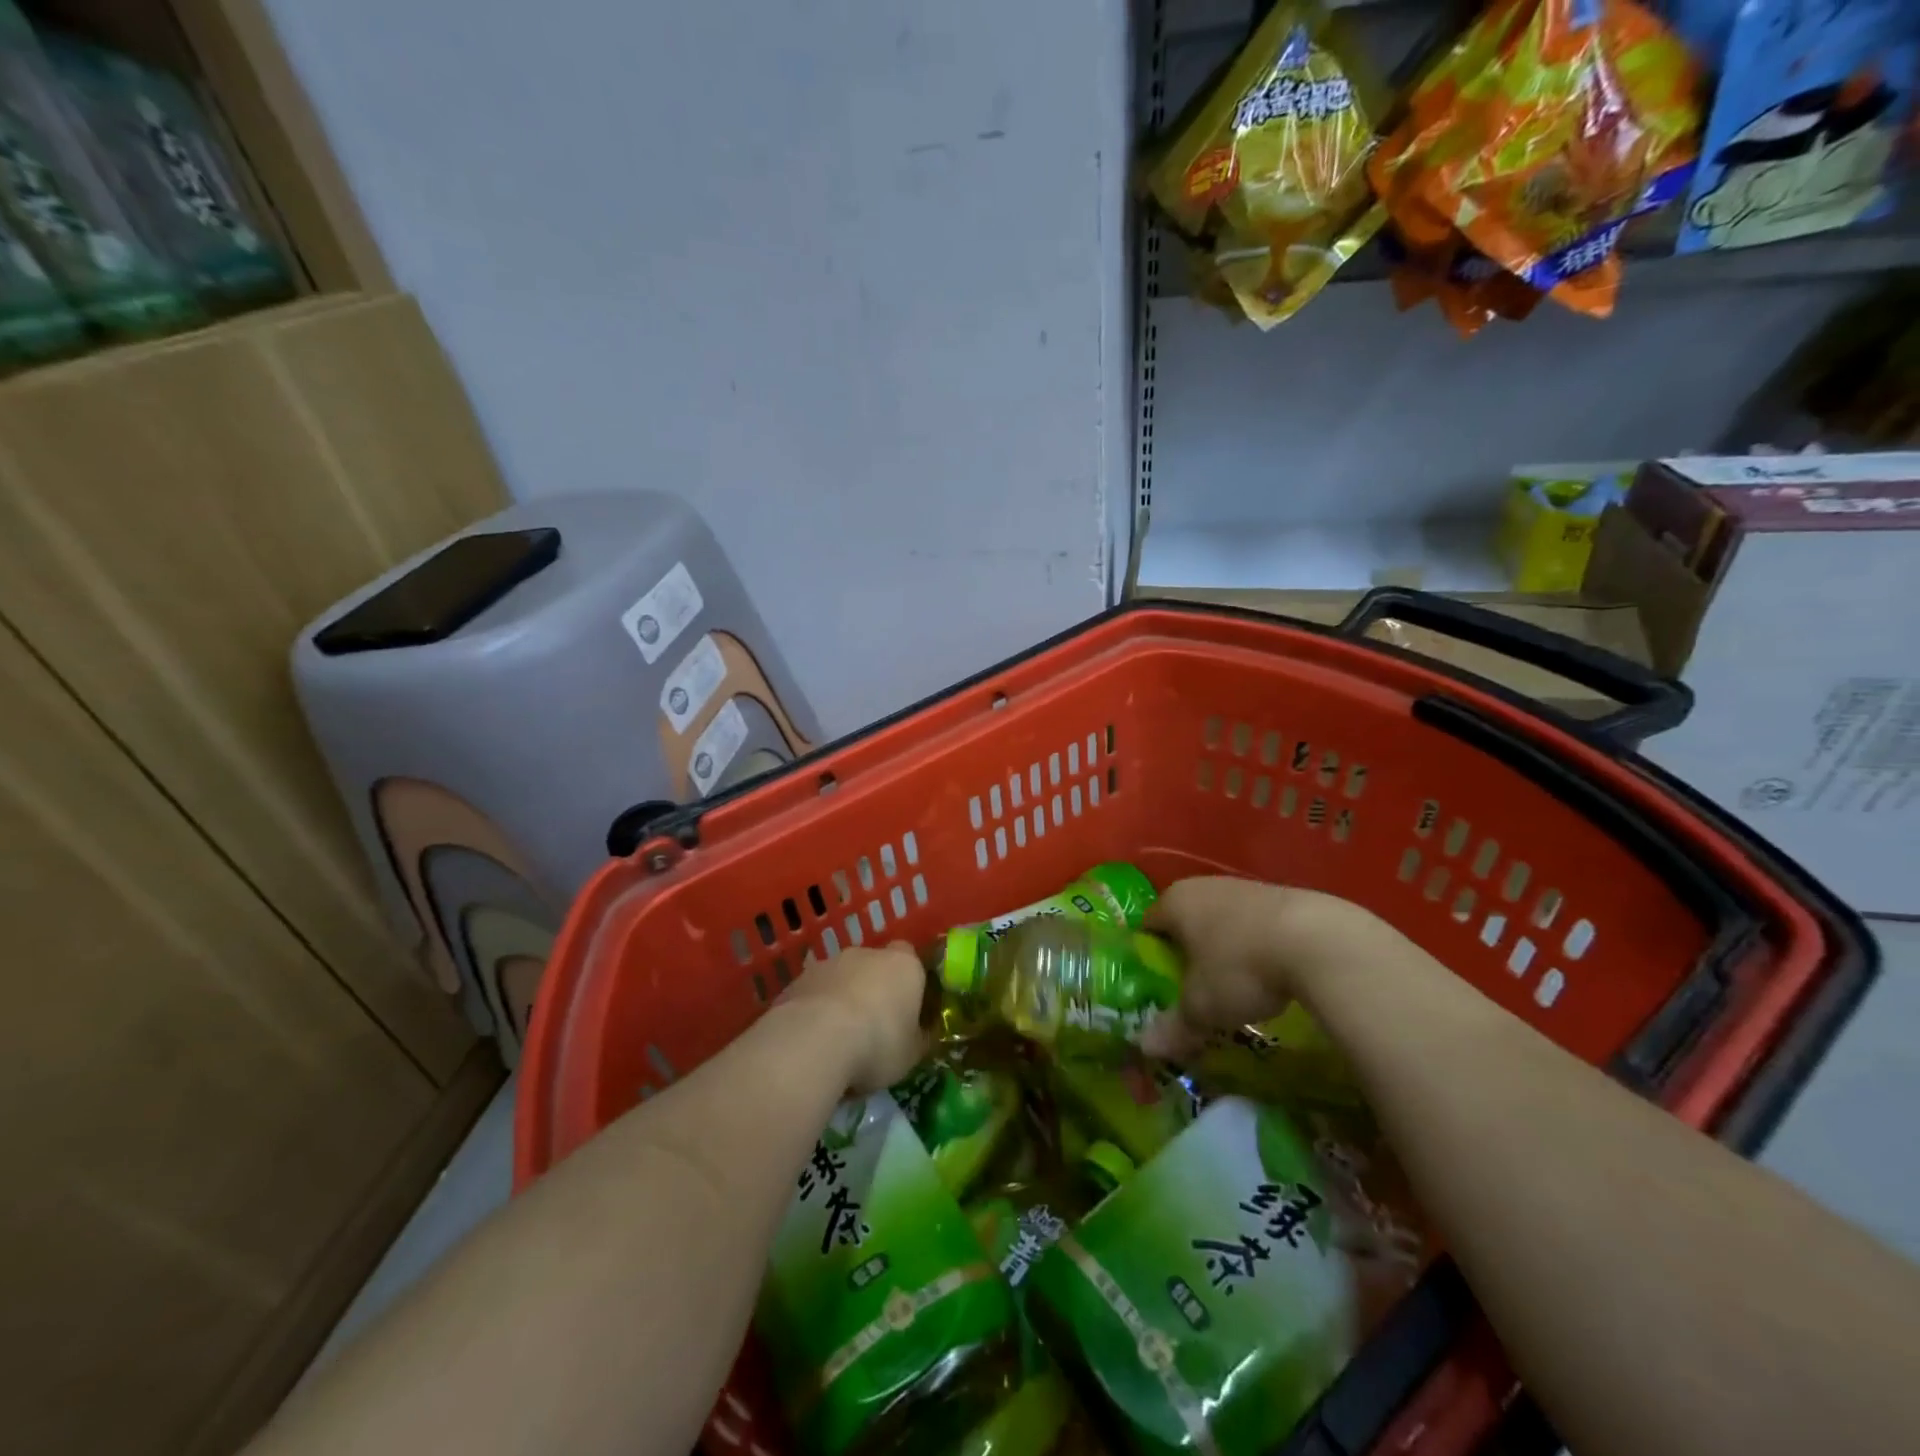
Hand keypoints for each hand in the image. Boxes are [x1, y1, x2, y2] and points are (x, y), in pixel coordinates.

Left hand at [777, 943, 927, 1094]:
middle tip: (872, 1028)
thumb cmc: (877, 1044)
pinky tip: (811, 1041)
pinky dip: (814, 1011)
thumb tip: (921, 1035)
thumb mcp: (912, 1054)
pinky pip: (813, 994)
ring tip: (837, 1040)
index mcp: (904, 965)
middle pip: (874, 966)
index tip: (906, 1010)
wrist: (814, 1041)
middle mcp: (866, 953)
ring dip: (841, 999)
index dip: (909, 983)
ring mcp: (828, 963)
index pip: (912, 960)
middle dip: (873, 990)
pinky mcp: (797, 980)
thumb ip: (918, 1038)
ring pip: (840, 978)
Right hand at [1140, 878, 1404, 1055]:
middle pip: (1186, 920)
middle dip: (1188, 952)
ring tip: (1235, 985)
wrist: (1321, 942)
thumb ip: (1174, 1026)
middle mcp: (1205, 886)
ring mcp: (1246, 887)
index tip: (1157, 983)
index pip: (1149, 924)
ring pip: (1223, 920)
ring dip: (1225, 948)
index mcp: (1175, 902)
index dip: (1149, 954)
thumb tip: (1146, 1047)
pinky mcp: (1285, 895)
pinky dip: (1257, 945)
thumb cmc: (1241, 968)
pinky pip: (1257, 923)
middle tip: (1193, 988)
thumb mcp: (1202, 1007)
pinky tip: (1272, 973)